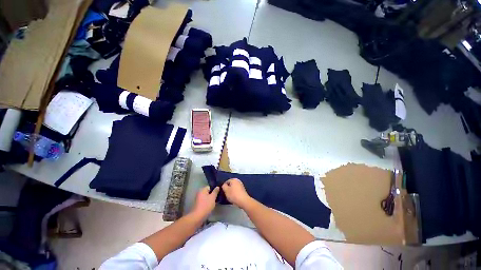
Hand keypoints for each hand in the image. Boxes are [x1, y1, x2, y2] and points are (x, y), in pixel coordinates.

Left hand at [190, 186, 218, 219]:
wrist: (198, 217)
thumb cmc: (206, 205)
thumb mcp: (213, 197)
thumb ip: (215, 191)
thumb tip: (217, 187)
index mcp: (203, 190)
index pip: (210, 187)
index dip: (214, 189)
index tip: (218, 192)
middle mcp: (199, 193)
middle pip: (208, 192)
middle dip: (212, 194)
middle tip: (218, 197)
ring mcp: (198, 199)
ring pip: (206, 197)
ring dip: (210, 199)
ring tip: (215, 202)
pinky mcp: (198, 205)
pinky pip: (204, 201)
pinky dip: (207, 203)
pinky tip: (211, 206)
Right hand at [222, 178, 252, 208]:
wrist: (243, 200)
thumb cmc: (234, 195)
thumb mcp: (226, 190)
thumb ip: (224, 186)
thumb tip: (224, 185)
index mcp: (234, 179)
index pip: (227, 181)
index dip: (224, 186)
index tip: (223, 191)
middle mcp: (238, 181)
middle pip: (231, 184)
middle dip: (228, 188)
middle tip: (226, 194)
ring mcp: (241, 185)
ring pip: (234, 187)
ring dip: (231, 191)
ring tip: (230, 196)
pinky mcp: (243, 190)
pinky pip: (237, 190)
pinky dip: (235, 193)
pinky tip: (234, 197)